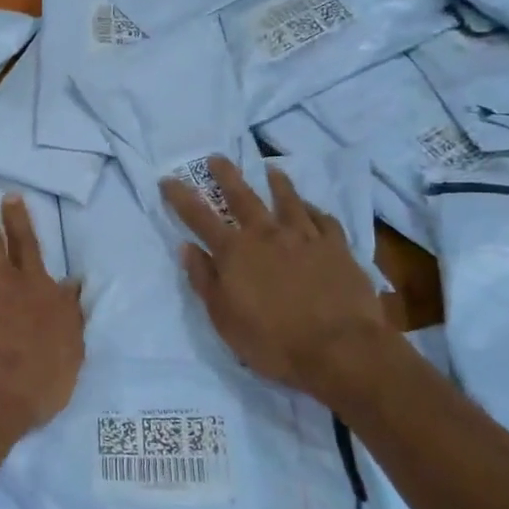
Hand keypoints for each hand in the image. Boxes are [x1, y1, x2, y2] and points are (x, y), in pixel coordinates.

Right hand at [160, 156, 395, 407]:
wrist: (340, 349)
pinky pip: (324, 221)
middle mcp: (267, 235)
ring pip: (288, 200)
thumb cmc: (272, 341)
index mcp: (235, 252)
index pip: (199, 217)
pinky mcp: (337, 248)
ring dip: (277, 183)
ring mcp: (305, 237)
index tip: (168, 180)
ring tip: (271, 169)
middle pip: (243, 197)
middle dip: (226, 176)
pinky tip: (313, 209)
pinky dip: (315, 211)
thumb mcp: (223, 318)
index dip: (181, 197)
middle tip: (217, 158)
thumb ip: (204, 279)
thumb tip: (187, 247)